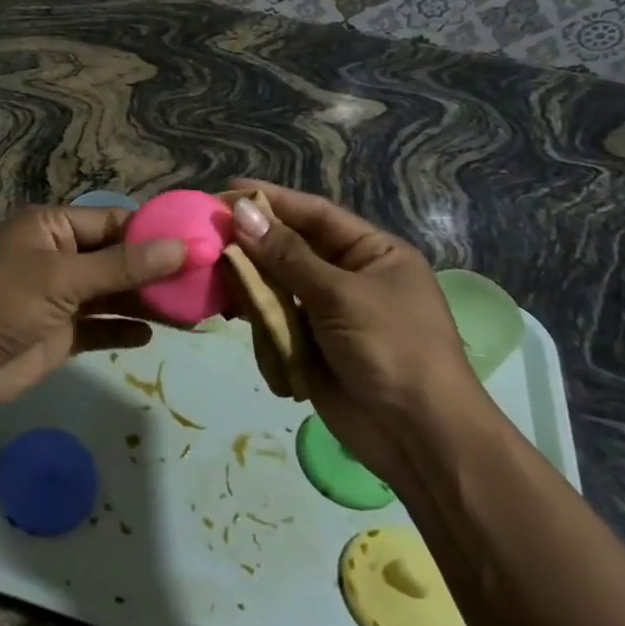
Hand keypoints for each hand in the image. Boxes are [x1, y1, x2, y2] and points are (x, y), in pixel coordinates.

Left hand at [0, 206, 184, 417]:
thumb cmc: (2, 300)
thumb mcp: (63, 276)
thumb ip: (123, 266)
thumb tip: (184, 247)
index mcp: (53, 227)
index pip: (114, 221)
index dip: (155, 232)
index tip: (199, 243)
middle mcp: (59, 256)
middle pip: (119, 259)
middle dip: (158, 271)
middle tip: (206, 283)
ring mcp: (60, 297)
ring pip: (114, 294)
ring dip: (148, 303)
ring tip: (194, 312)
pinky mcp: (59, 334)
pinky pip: (100, 327)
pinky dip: (124, 330)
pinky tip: (153, 335)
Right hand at [225, 180, 493, 485]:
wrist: (419, 437)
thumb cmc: (391, 348)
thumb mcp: (340, 294)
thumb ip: (286, 254)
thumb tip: (241, 212)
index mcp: (372, 252)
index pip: (315, 214)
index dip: (272, 199)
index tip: (227, 188)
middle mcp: (349, 275)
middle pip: (291, 246)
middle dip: (253, 238)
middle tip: (205, 227)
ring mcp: (328, 311)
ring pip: (277, 281)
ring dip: (247, 274)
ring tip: (206, 264)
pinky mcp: (309, 344)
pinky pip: (274, 316)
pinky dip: (251, 309)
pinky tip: (223, 301)